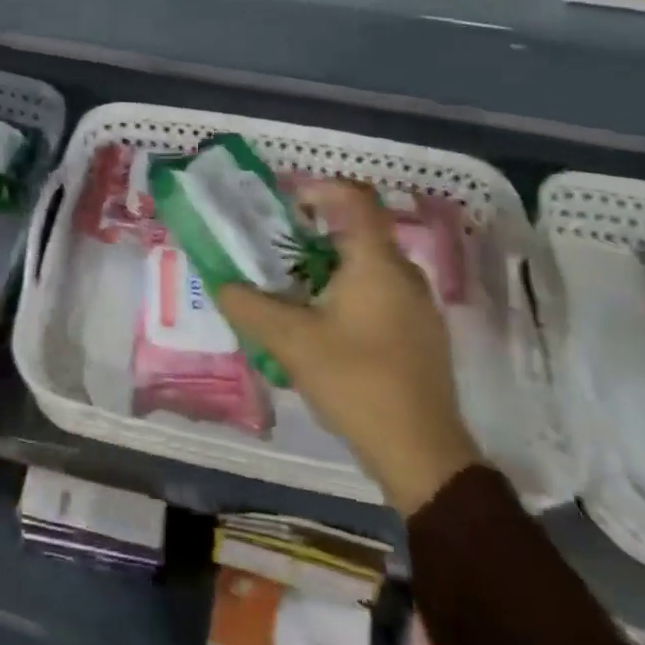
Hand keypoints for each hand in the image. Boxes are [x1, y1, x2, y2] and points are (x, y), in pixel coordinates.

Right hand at [215, 180, 480, 515]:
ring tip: (293, 289)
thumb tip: (221, 283)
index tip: (287, 204)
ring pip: (370, 264)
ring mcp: (418, 305)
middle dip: (315, 233)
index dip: (320, 188)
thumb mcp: (292, 343)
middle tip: (277, 250)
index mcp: (377, 262)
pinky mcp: (421, 333)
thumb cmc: (357, 382)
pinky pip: (381, 291)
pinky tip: (325, 326)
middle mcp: (404, 273)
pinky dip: (350, 290)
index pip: (355, 198)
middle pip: (359, 231)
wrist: (424, 455)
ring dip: (330, 265)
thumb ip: (250, 307)